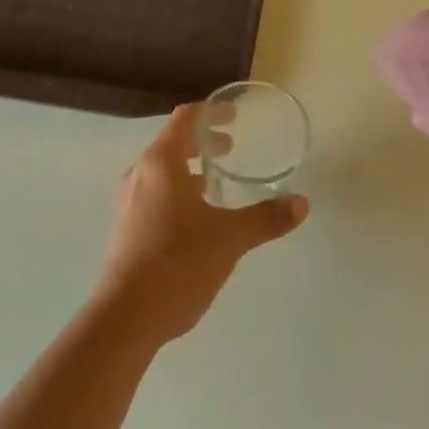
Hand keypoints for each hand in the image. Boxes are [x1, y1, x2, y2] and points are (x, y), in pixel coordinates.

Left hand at [94, 105, 308, 346]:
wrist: (126, 317)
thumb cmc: (178, 262)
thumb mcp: (230, 238)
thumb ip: (266, 218)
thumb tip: (302, 203)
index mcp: (160, 163)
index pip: (185, 119)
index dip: (211, 112)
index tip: (234, 115)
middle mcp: (139, 175)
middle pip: (172, 144)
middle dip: (202, 142)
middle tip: (231, 147)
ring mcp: (128, 203)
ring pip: (162, 172)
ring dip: (189, 169)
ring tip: (216, 182)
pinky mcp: (126, 229)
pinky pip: (154, 195)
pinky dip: (177, 192)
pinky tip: (197, 218)